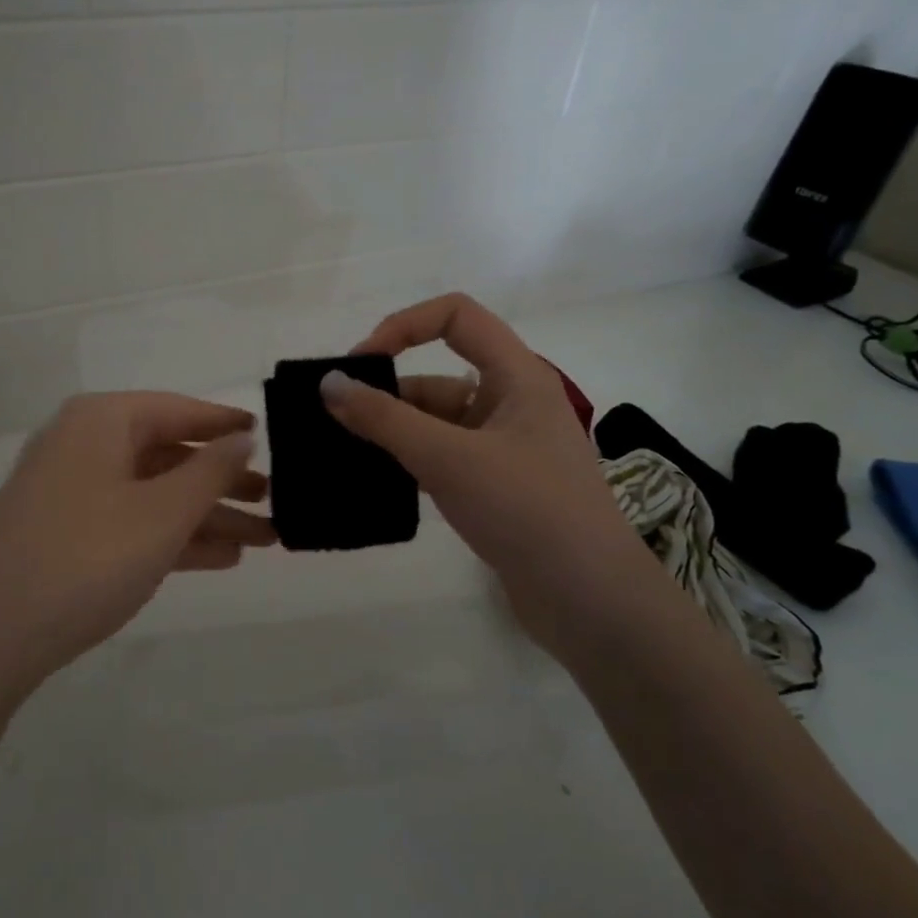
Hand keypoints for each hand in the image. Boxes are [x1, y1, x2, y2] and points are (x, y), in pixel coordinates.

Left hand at [0, 392, 273, 693]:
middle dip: (223, 481)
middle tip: (275, 499)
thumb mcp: (163, 513)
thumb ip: (210, 471)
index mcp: (102, 422)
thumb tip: (242, 438)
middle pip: (169, 454)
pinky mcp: (67, 534)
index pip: (178, 410)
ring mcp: (73, 492)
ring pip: (155, 494)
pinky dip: (174, 536)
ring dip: (207, 515)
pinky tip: (221, 558)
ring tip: (264, 538)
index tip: (267, 434)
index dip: (224, 424)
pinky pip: (133, 522)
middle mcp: (84, 446)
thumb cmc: (88, 557)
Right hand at [322, 294, 676, 656]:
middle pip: (438, 375)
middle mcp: (511, 404)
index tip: (360, 363)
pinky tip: (373, 480)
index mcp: (517, 376)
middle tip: (335, 420)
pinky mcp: (495, 488)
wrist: (589, 600)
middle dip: (387, 392)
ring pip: (436, 423)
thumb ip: (384, 419)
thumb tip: (327, 383)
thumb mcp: (449, 458)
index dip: (404, 325)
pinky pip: (441, 458)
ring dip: (392, 432)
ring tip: (341, 453)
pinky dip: (408, 462)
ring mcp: (504, 449)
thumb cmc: (527, 510)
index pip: (457, 316)